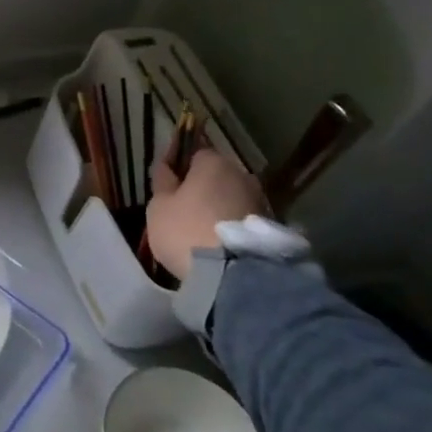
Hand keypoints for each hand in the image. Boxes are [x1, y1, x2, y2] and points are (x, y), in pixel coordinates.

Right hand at [145, 145, 267, 281]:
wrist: (233, 277)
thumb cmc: (186, 231)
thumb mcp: (159, 206)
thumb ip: (162, 183)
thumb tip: (166, 167)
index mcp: (213, 162)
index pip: (194, 154)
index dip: (181, 170)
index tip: (170, 188)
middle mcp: (242, 175)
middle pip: (217, 177)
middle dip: (204, 190)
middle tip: (186, 211)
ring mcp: (261, 202)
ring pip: (233, 199)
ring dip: (221, 209)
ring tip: (204, 232)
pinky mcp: (273, 230)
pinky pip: (244, 221)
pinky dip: (234, 228)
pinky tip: (221, 245)